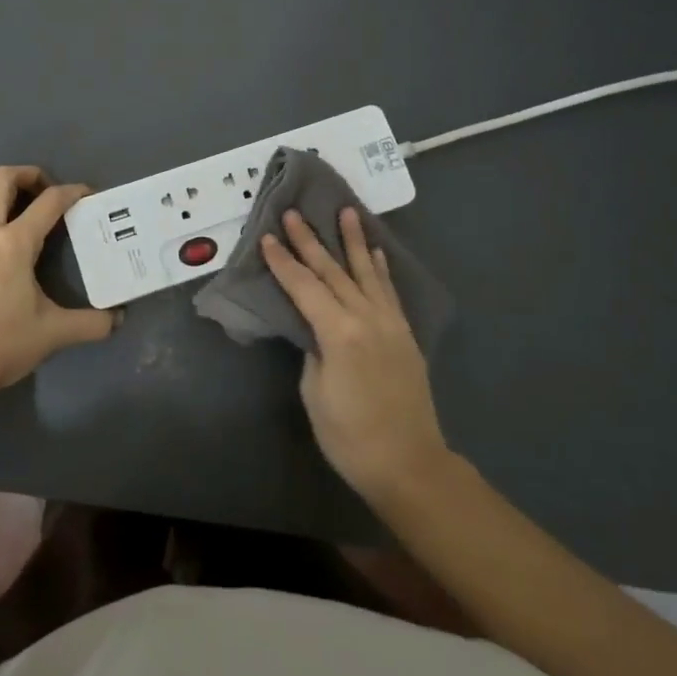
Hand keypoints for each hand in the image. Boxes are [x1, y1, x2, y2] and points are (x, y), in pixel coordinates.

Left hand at [0, 166, 116, 392]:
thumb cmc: (5, 345)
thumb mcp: (56, 332)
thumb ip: (92, 323)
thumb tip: (119, 320)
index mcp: (16, 244)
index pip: (51, 203)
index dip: (73, 192)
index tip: (86, 195)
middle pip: (2, 180)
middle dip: (26, 174)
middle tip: (41, 189)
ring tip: (1, 183)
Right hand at [261, 208, 450, 503]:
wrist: (409, 464)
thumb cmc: (350, 436)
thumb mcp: (316, 393)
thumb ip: (314, 350)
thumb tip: (315, 329)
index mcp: (339, 331)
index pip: (304, 286)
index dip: (283, 262)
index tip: (266, 237)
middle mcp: (367, 317)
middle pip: (333, 271)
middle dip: (310, 241)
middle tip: (294, 213)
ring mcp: (390, 323)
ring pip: (366, 272)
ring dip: (354, 241)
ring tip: (347, 211)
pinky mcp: (404, 334)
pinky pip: (388, 291)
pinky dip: (380, 269)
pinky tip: (375, 253)